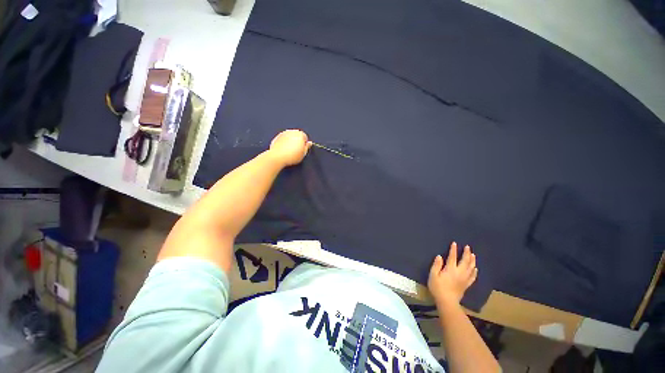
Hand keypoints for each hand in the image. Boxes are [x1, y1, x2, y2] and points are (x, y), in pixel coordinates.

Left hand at [268, 130, 311, 166]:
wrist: (278, 157)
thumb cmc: (292, 156)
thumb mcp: (303, 153)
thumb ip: (307, 147)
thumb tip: (309, 143)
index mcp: (300, 134)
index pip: (305, 137)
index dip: (304, 144)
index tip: (302, 150)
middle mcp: (291, 132)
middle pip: (297, 136)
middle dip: (297, 142)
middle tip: (296, 151)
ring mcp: (283, 134)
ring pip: (289, 137)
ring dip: (290, 142)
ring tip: (289, 152)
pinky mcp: (276, 137)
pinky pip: (282, 140)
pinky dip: (283, 144)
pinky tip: (283, 151)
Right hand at [428, 242, 477, 306]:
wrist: (447, 302)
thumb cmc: (438, 288)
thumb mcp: (433, 275)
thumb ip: (436, 265)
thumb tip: (440, 256)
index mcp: (450, 269)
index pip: (452, 257)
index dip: (453, 250)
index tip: (455, 243)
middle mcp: (459, 272)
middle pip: (465, 261)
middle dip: (466, 253)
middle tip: (468, 247)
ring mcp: (464, 279)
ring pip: (470, 268)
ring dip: (472, 260)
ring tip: (473, 255)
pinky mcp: (466, 285)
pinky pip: (472, 277)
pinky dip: (474, 272)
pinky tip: (475, 269)